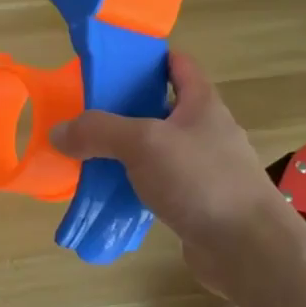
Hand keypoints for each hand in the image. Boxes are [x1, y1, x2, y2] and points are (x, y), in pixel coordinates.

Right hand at [49, 51, 290, 292]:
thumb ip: (99, 131)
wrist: (247, 249)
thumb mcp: (143, 143)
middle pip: (159, 107)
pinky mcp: (194, 202)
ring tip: (85, 151)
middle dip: (123, 107)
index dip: (147, 57)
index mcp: (201, 104)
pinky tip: (106, 192)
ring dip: (123, 150)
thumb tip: (58, 131)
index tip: (110, 62)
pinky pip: (155, 184)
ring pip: (154, 149)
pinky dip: (131, 184)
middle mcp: (204, 131)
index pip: (177, 64)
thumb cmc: (201, 180)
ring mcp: (201, 168)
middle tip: (84, 110)